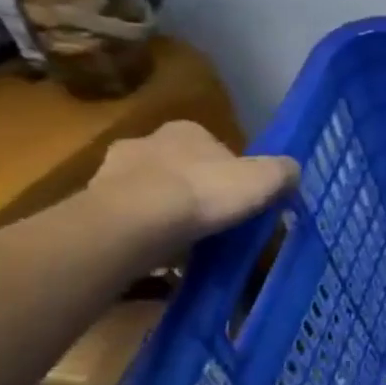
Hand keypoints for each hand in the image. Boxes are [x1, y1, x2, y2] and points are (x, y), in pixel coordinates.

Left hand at [87, 121, 297, 252]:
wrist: (136, 223)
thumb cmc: (205, 192)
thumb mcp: (264, 180)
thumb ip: (283, 172)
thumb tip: (293, 171)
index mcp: (186, 130)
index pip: (213, 145)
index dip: (229, 171)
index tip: (238, 197)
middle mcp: (146, 142)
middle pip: (178, 166)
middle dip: (192, 189)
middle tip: (211, 219)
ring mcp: (112, 173)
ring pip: (148, 192)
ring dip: (164, 211)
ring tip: (185, 242)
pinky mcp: (92, 207)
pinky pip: (126, 220)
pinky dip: (142, 233)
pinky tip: (158, 254)